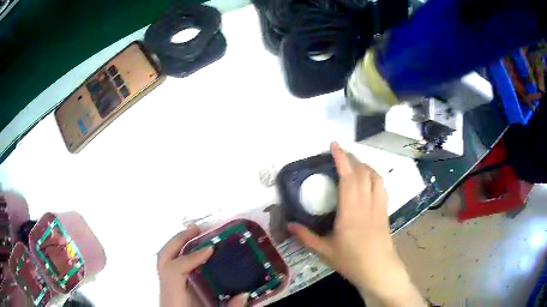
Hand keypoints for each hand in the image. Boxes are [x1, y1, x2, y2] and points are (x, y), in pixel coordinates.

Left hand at [157, 225, 248, 306]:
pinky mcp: (169, 290)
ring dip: (178, 245)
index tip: (211, 248)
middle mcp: (165, 292)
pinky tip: (192, 255)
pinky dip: (179, 255)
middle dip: (178, 241)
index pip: (174, 271)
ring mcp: (164, 289)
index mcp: (173, 299)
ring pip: (163, 260)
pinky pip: (169, 266)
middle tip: (197, 230)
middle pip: (163, 259)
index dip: (190, 258)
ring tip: (194, 236)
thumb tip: (245, 294)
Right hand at [288, 143, 424, 305]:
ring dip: (365, 166)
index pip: (348, 177)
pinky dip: (374, 177)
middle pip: (362, 172)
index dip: (341, 158)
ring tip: (354, 165)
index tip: (334, 145)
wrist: (378, 270)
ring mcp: (378, 206)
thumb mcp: (325, 251)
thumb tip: (289, 224)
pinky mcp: (385, 211)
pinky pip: (381, 187)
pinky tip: (368, 181)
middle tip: (340, 154)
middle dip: (352, 159)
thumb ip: (306, 237)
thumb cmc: (351, 261)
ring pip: (375, 177)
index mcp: (350, 211)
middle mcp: (366, 203)